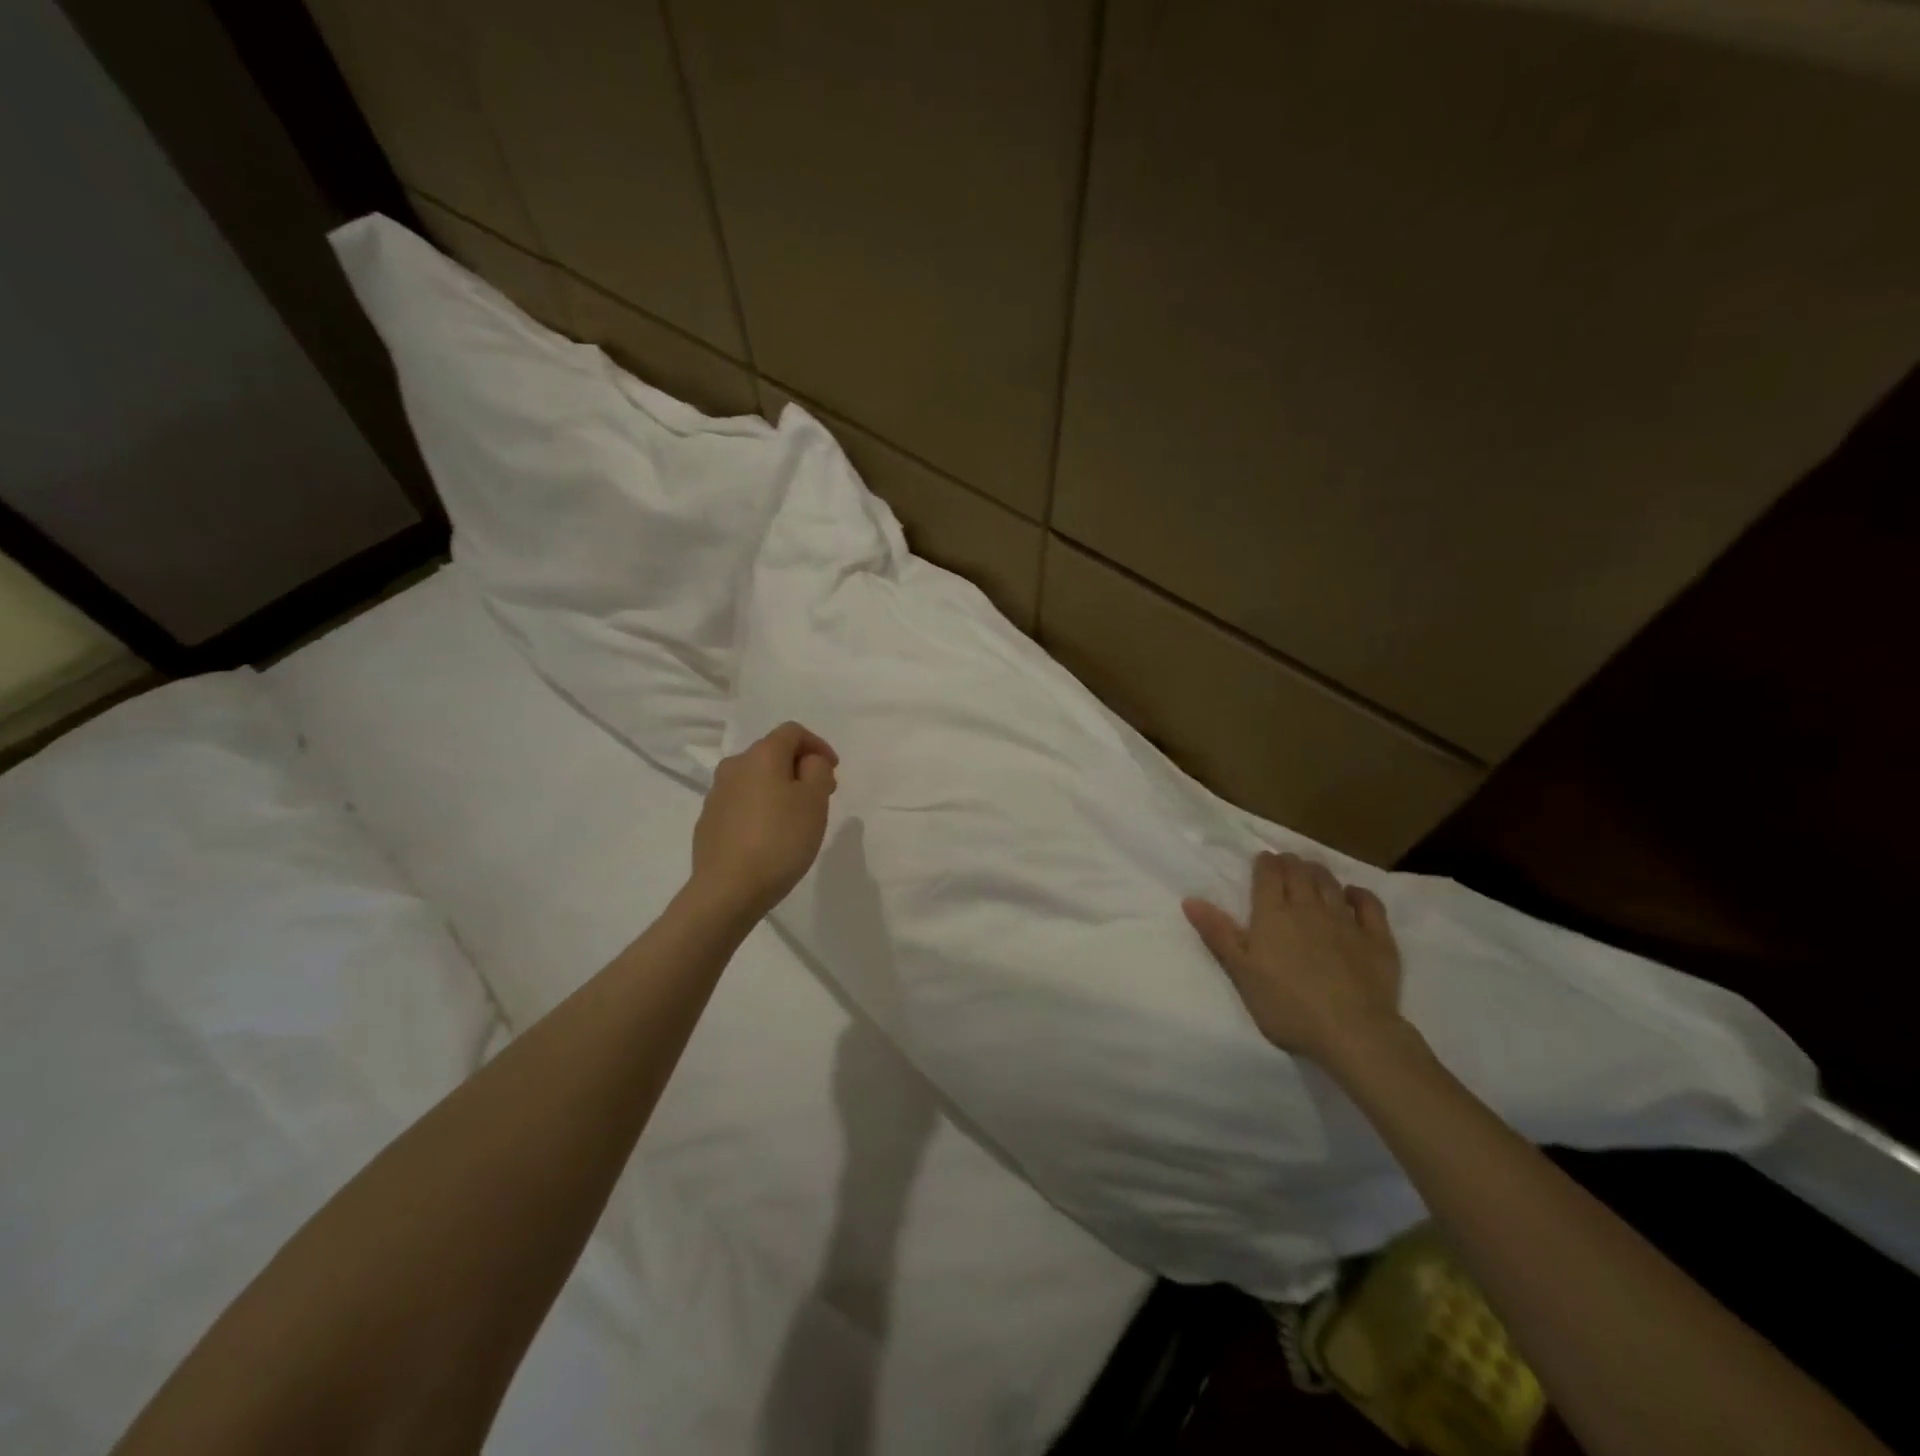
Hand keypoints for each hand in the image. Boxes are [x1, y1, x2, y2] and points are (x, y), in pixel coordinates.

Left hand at [690, 722, 838, 921]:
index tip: (834, 771)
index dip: (818, 745)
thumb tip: (808, 762)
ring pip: (755, 779)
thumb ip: (818, 770)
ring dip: (779, 788)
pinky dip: (760, 808)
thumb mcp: (815, 801)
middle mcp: (734, 766)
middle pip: (772, 754)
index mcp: (761, 755)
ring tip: (796, 817)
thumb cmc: (780, 840)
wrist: (728, 889)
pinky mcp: (708, 821)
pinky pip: (741, 803)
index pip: (793, 732)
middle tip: (821, 794)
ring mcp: (716, 794)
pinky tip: (770, 835)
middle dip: (800, 768)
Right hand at [1183, 851, 1404, 1066]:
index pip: (1268, 875)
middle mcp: (1309, 908)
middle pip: (1299, 873)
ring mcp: (1346, 921)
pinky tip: (1353, 894)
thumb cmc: (1286, 1005)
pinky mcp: (1377, 939)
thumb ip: (1218, 934)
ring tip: (1312, 870)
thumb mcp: (1241, 972)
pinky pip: (1369, 905)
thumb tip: (1190, 899)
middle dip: (1290, 863)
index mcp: (1273, 915)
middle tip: (1285, 862)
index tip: (1262, 859)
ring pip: (1330, 884)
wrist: (1353, 1032)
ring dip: (1318, 872)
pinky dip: (1359, 894)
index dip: (1264, 863)